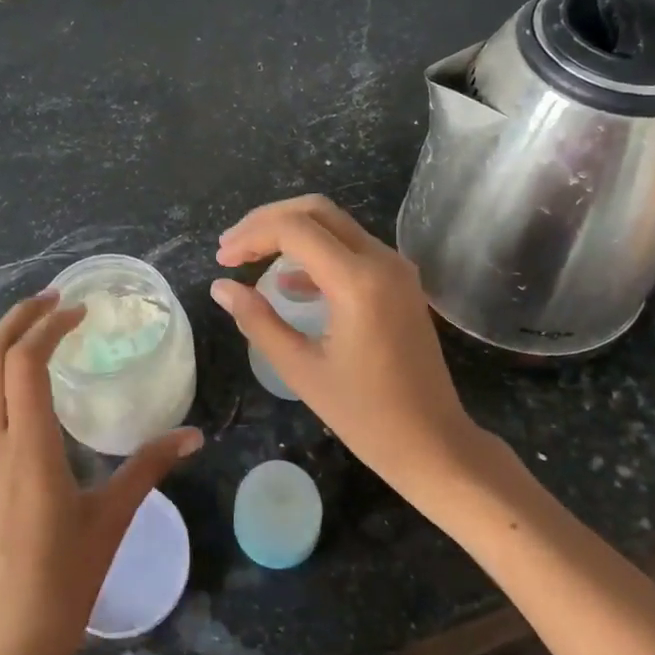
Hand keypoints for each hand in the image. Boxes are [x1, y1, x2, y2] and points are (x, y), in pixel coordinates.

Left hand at [0, 294, 202, 654]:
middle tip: (52, 303)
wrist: (2, 646)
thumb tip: (193, 435)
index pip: (26, 361)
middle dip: (18, 319)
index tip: (79, 313)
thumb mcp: (112, 519)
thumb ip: (149, 466)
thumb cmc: (63, 582)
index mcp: (28, 447)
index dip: (50, 325)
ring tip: (25, 334)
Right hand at [211, 195, 479, 493]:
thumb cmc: (366, 415)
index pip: (294, 229)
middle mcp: (381, 261)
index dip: (251, 236)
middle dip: (267, 221)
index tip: (221, 259)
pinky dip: (315, 252)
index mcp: (358, 281)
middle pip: (316, 211)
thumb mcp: (301, 369)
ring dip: (290, 232)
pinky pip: (351, 248)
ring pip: (334, 225)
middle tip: (232, 247)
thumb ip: (258, 321)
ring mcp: (395, 269)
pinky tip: (287, 282)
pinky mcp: (399, 282)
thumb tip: (221, 288)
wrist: (433, 443)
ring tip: (249, 257)